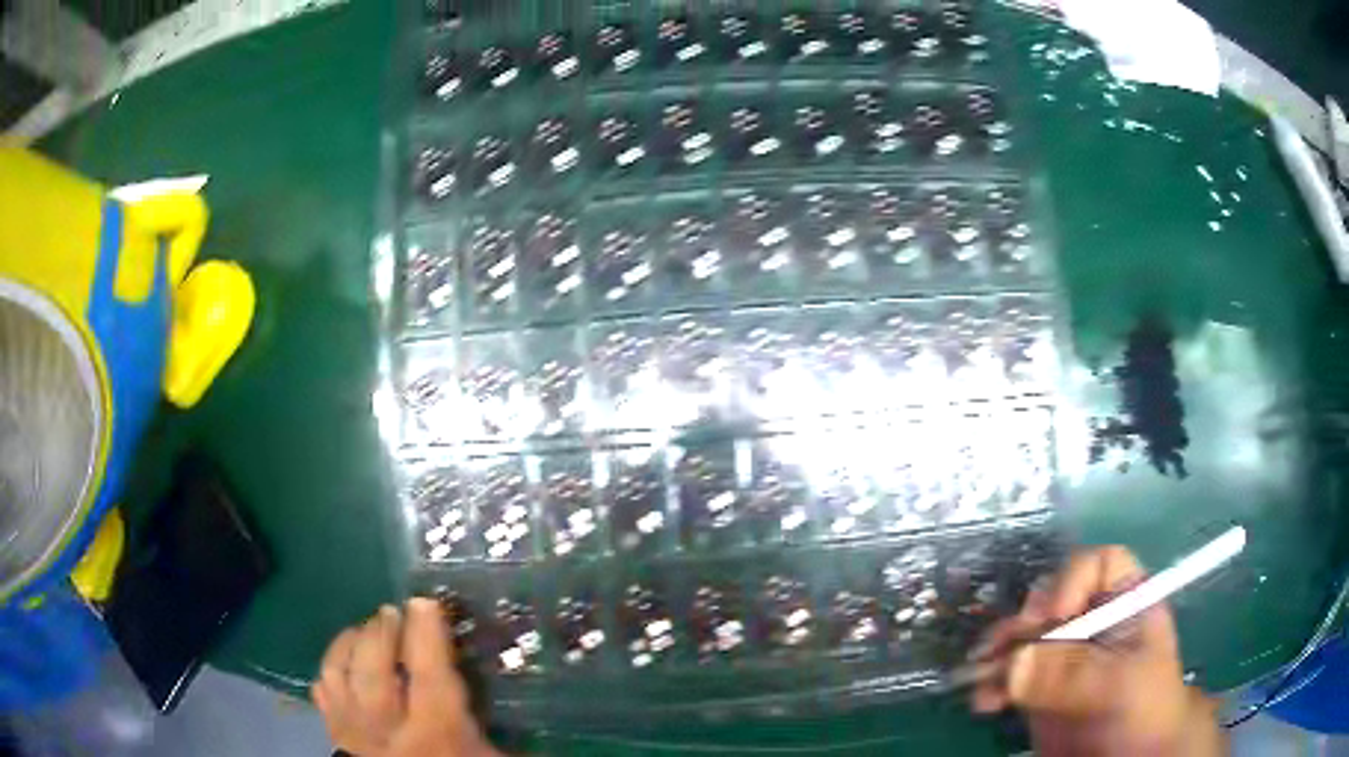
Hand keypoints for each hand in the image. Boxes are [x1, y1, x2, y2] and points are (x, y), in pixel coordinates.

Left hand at [314, 599, 500, 756]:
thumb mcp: (490, 755)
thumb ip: (491, 721)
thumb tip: (527, 690)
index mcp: (435, 733)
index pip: (427, 675)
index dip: (426, 635)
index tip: (425, 602)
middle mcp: (387, 730)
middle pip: (373, 670)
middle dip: (381, 632)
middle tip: (392, 612)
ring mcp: (353, 731)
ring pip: (338, 674)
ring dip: (350, 643)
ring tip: (365, 629)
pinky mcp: (334, 734)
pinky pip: (321, 690)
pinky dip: (330, 667)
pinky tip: (344, 661)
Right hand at [971, 546, 1224, 756]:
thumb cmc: (1142, 713)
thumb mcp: (1120, 685)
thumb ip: (1074, 671)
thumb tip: (1015, 663)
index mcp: (1127, 605)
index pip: (1100, 565)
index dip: (1073, 579)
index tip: (1051, 616)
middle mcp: (1094, 622)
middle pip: (1053, 598)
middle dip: (1024, 621)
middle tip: (1002, 647)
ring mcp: (1066, 657)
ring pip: (1025, 637)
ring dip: (999, 655)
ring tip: (981, 677)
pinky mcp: (1042, 690)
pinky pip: (1010, 675)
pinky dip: (992, 685)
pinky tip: (987, 703)